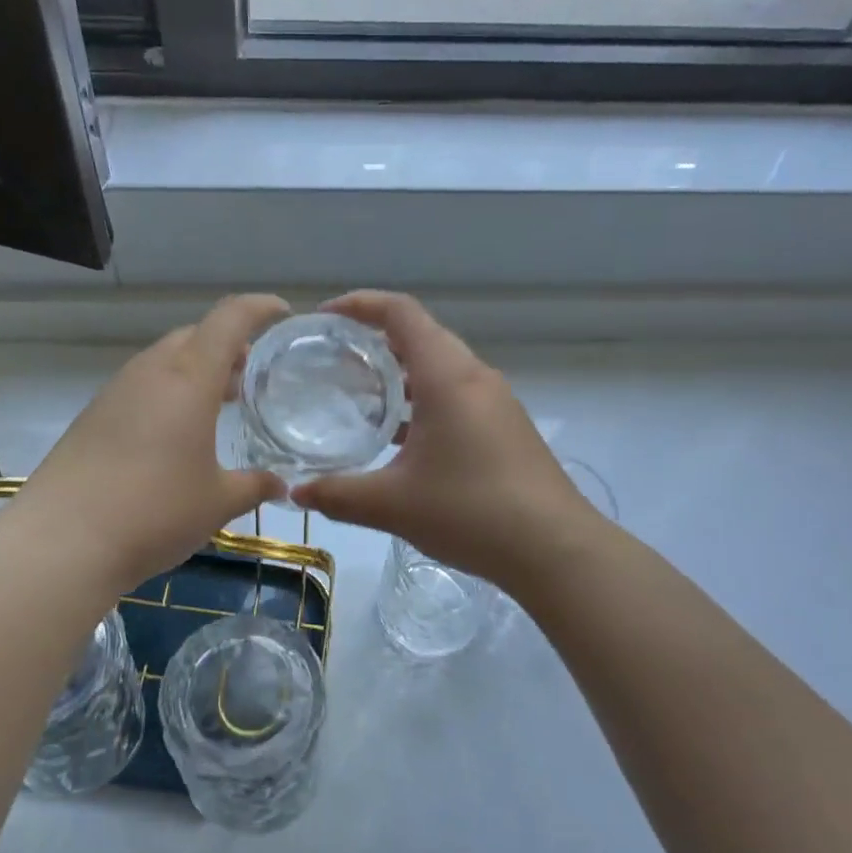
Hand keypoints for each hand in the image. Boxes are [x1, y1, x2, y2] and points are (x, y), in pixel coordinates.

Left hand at [12, 294, 289, 590]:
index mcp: (189, 378)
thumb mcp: (217, 503)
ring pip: (165, 360)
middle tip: (251, 374)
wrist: (62, 541)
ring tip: (218, 403)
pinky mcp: (93, 415)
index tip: (282, 313)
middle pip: (195, 336)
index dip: (259, 308)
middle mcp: (151, 372)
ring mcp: (116, 391)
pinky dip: (168, 392)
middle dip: (228, 346)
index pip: (230, 319)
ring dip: (196, 370)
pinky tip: (176, 432)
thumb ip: (254, 486)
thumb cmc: (154, 512)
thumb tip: (280, 485)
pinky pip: (142, 385)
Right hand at [292, 292, 600, 593]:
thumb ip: (338, 494)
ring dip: (399, 373)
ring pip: (439, 367)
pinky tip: (400, 437)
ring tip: (358, 395)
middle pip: (420, 334)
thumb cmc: (471, 512)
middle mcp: (474, 376)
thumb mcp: (392, 504)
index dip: (359, 304)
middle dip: (374, 338)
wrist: (555, 548)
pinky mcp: (505, 426)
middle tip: (333, 359)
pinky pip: (455, 394)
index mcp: (447, 375)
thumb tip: (296, 493)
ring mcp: (495, 401)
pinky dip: (422, 399)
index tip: (324, 318)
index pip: (400, 312)